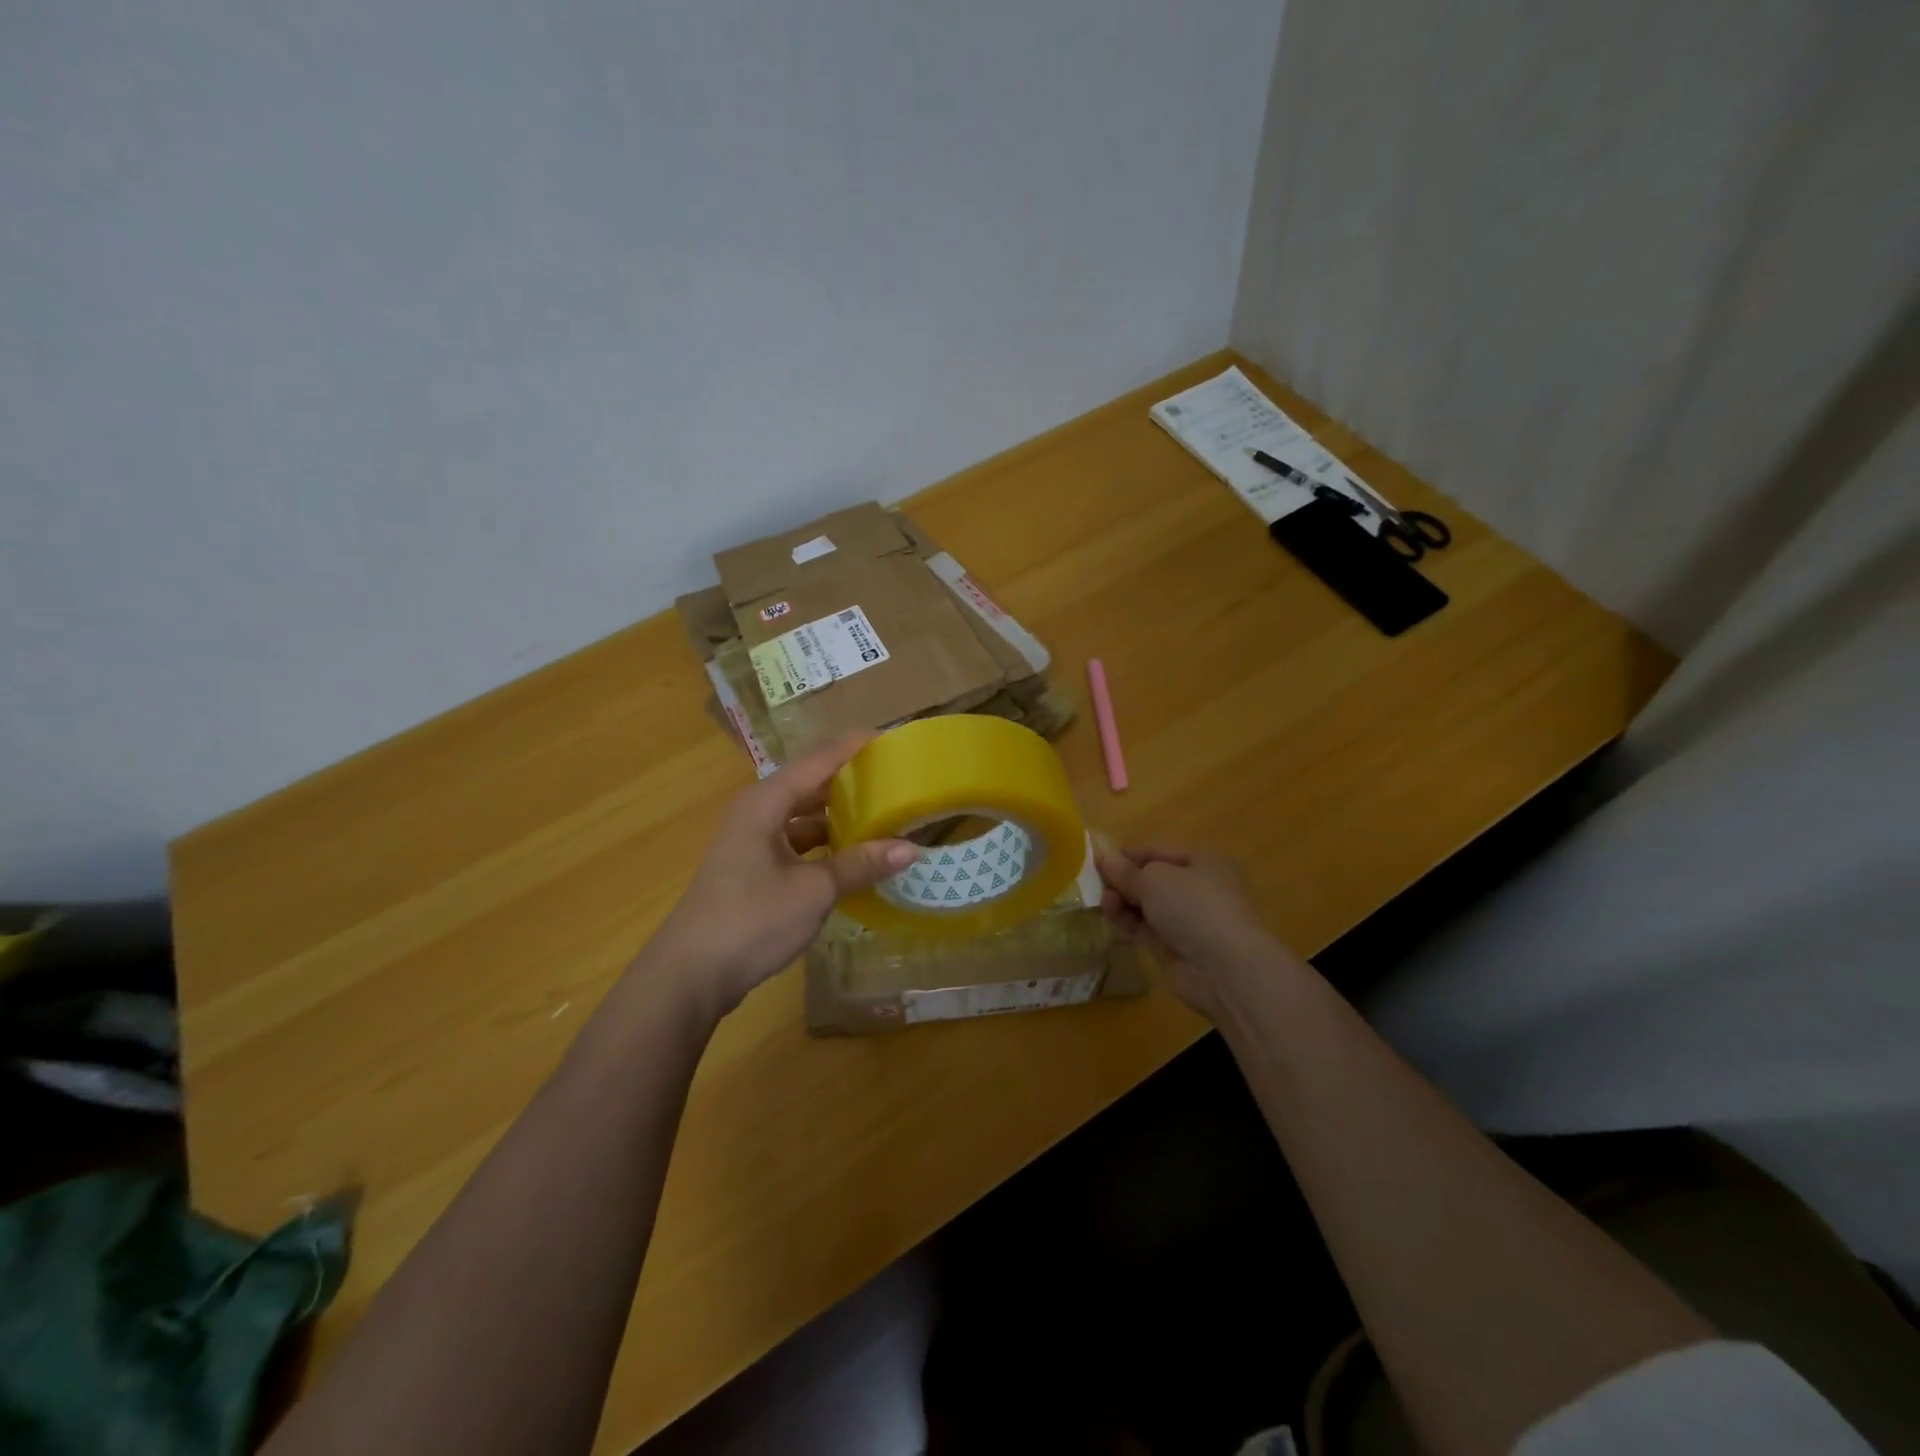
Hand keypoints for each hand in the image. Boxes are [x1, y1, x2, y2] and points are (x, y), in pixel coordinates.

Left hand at [648, 734, 916, 1017]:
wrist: (690, 974)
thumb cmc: (751, 920)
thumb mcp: (813, 891)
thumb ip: (860, 865)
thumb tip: (911, 849)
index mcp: (767, 802)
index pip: (819, 759)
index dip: (855, 746)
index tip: (893, 739)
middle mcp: (758, 812)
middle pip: (811, 784)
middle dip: (851, 781)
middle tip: (895, 780)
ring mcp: (753, 841)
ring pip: (804, 816)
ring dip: (839, 816)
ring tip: (883, 816)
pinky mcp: (754, 868)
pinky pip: (798, 842)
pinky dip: (825, 844)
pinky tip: (853, 857)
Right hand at [1095, 845, 1303, 1021]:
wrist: (1223, 968)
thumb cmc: (1193, 906)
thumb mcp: (1154, 879)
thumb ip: (1127, 871)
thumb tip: (1106, 859)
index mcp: (1204, 863)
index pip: (1160, 852)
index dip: (1130, 854)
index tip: (1099, 857)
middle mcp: (1198, 889)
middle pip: (1152, 879)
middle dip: (1124, 879)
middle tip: (1094, 879)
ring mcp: (1187, 921)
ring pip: (1147, 905)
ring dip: (1123, 900)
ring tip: (1101, 898)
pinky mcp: (1174, 948)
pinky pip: (1144, 928)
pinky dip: (1126, 920)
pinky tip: (1108, 913)